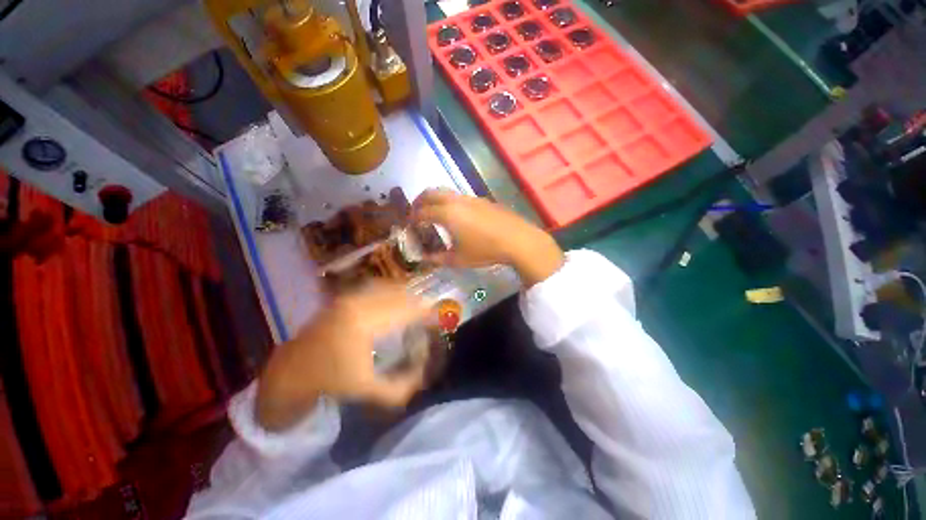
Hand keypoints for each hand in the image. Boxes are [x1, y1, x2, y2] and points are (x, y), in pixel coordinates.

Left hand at [256, 282, 429, 431]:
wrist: (293, 369)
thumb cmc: (330, 380)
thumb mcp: (367, 390)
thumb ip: (400, 387)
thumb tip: (425, 375)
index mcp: (363, 324)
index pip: (405, 311)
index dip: (425, 312)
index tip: (439, 317)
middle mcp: (358, 303)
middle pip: (399, 295)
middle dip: (419, 303)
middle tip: (431, 313)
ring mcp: (350, 296)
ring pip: (390, 288)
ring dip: (407, 296)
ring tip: (418, 307)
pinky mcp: (346, 296)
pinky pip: (378, 288)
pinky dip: (393, 292)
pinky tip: (399, 300)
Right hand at [413, 190, 563, 285]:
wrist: (517, 239)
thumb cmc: (485, 250)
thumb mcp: (459, 259)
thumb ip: (439, 259)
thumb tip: (426, 259)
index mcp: (447, 214)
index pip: (422, 212)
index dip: (412, 218)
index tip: (409, 224)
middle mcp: (456, 201)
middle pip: (431, 192)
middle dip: (419, 200)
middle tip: (415, 212)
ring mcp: (470, 198)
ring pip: (446, 192)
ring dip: (435, 199)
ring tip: (434, 213)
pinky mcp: (482, 200)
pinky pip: (459, 196)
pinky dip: (449, 202)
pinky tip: (456, 216)